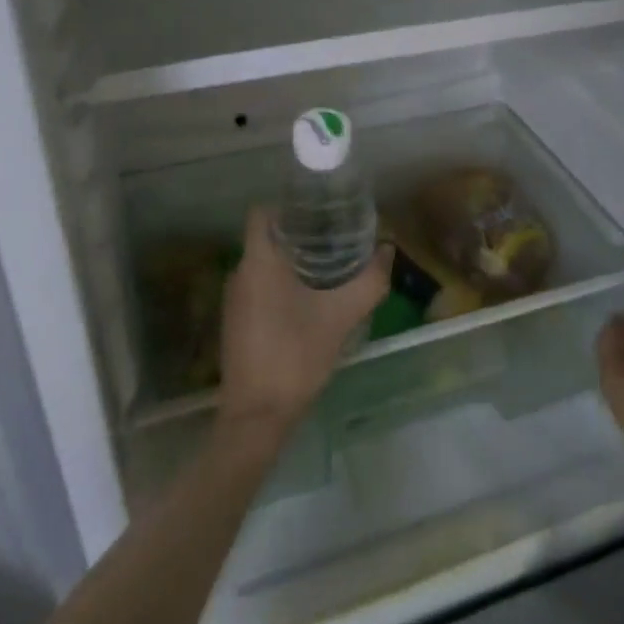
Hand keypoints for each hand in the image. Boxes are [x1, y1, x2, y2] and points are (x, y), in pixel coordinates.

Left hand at [218, 208, 390, 443]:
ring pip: (263, 264)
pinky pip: (259, 287)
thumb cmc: (296, 355)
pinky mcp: (236, 322)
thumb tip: (388, 250)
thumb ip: (369, 281)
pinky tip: (310, 300)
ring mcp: (235, 300)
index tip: (319, 212)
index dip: (289, 206)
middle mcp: (240, 274)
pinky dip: (281, 284)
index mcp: (258, 262)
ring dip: (292, 261)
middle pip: (266, 237)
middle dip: (299, 234)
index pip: (262, 213)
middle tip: (335, 237)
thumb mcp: (342, 316)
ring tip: (328, 265)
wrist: (257, 417)